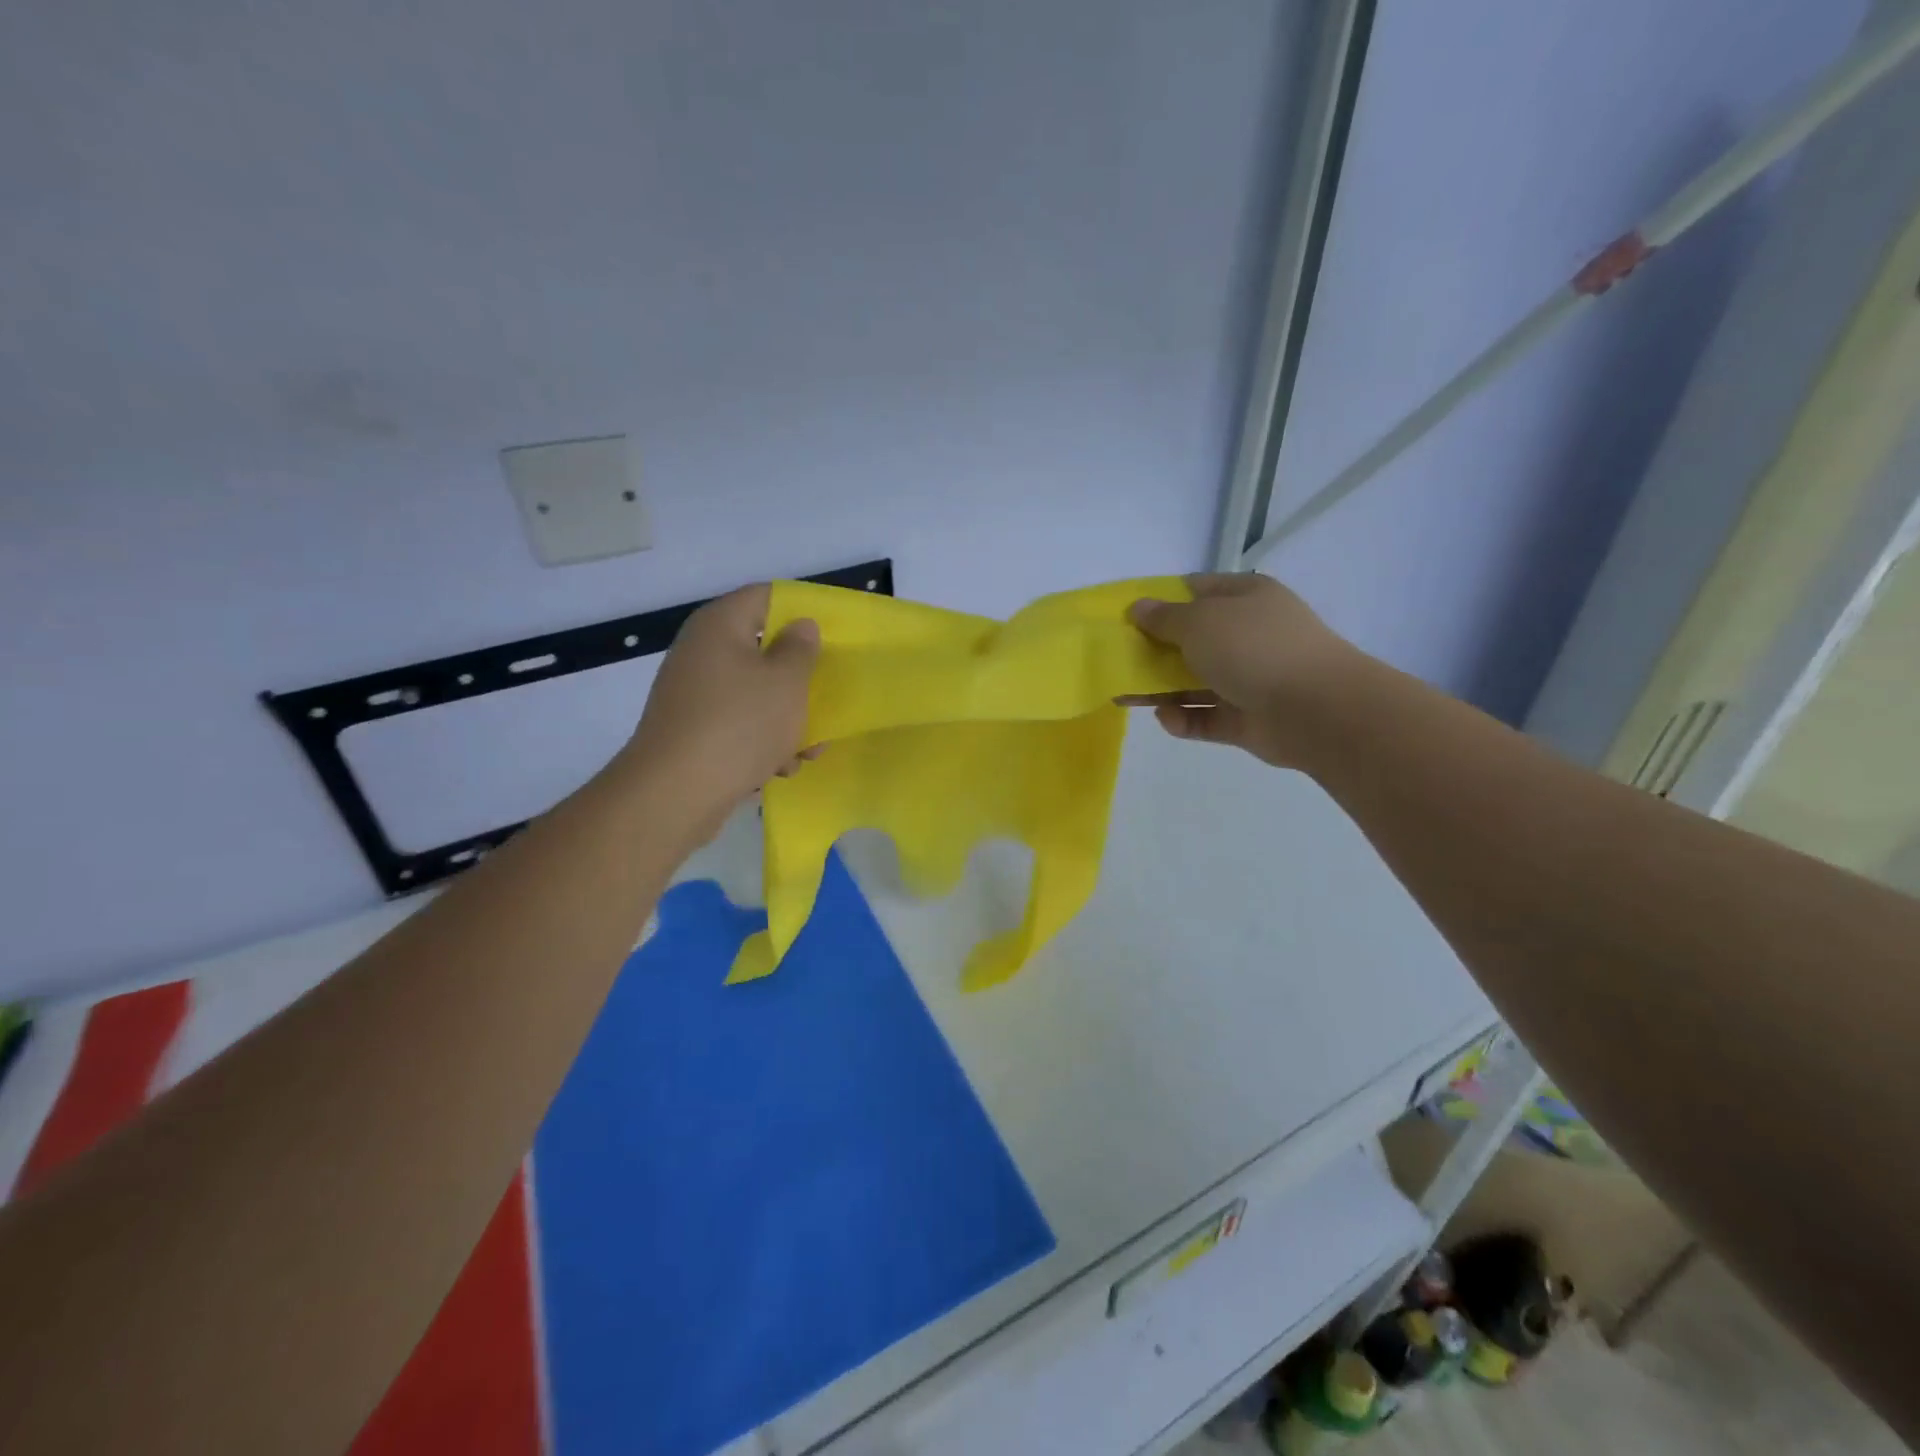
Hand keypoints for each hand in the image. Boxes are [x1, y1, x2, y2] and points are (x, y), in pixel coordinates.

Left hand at [624, 584, 820, 810]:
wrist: (675, 793)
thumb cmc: (739, 725)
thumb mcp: (786, 683)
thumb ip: (801, 649)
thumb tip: (800, 626)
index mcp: (720, 625)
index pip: (767, 596)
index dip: (802, 610)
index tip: (834, 635)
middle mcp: (701, 652)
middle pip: (762, 649)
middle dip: (798, 677)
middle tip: (828, 695)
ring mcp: (693, 694)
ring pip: (754, 692)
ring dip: (786, 717)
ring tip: (810, 748)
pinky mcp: (692, 731)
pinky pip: (738, 724)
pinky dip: (761, 740)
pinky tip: (780, 767)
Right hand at [1128, 573, 1362, 768]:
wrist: (1315, 709)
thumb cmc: (1254, 648)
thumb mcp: (1200, 621)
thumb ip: (1164, 617)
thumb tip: (1138, 608)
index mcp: (1245, 597)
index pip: (1195, 590)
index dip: (1159, 600)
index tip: (1125, 616)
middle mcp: (1248, 634)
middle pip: (1190, 639)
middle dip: (1152, 651)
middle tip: (1116, 661)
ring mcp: (1249, 678)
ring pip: (1193, 682)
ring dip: (1159, 689)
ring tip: (1123, 697)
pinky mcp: (1246, 718)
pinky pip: (1206, 717)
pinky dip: (1184, 718)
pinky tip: (1167, 719)